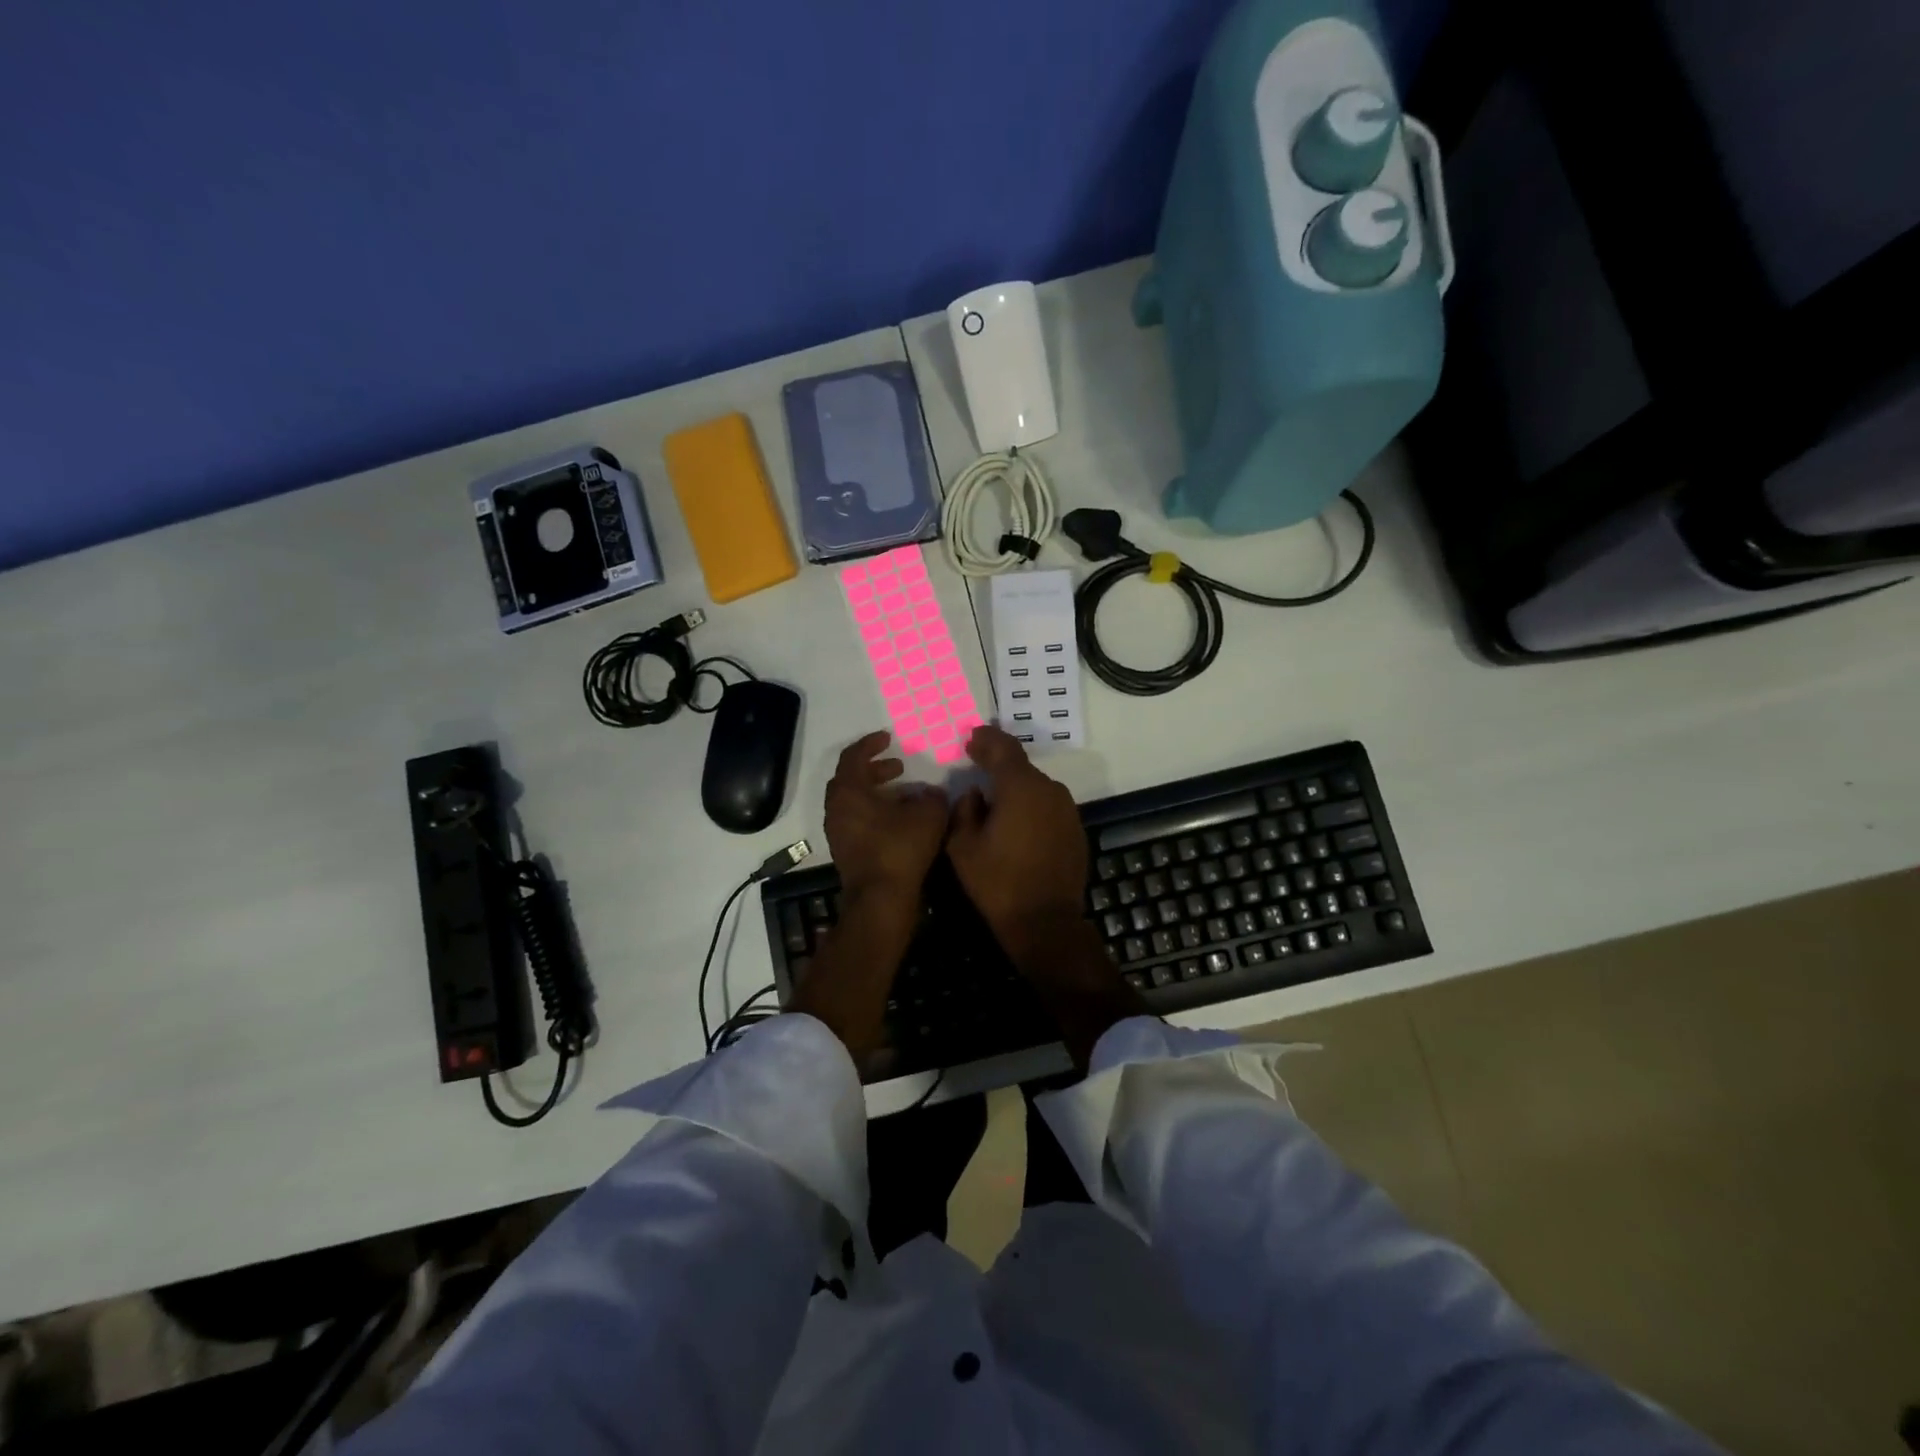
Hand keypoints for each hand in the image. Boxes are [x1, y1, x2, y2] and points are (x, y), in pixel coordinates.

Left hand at [823, 731, 947, 907]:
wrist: (881, 900)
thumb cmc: (900, 849)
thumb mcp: (928, 814)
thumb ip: (931, 797)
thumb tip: (930, 794)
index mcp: (848, 792)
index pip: (853, 756)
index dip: (871, 744)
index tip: (888, 738)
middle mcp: (836, 809)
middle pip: (850, 779)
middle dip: (875, 770)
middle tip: (899, 767)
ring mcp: (838, 832)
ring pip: (854, 802)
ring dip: (877, 793)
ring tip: (905, 794)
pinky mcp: (846, 852)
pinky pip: (858, 821)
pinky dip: (876, 813)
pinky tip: (901, 820)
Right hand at [946, 725, 1087, 954]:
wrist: (1046, 922)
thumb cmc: (998, 883)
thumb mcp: (963, 847)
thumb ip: (964, 810)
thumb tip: (975, 794)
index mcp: (1021, 787)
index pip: (1003, 748)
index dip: (986, 740)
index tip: (971, 738)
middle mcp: (1050, 790)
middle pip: (1021, 768)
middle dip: (999, 764)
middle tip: (978, 764)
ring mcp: (1067, 810)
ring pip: (1036, 788)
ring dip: (1016, 789)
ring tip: (995, 801)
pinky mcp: (1076, 830)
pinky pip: (1048, 808)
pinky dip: (1032, 808)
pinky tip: (1018, 825)